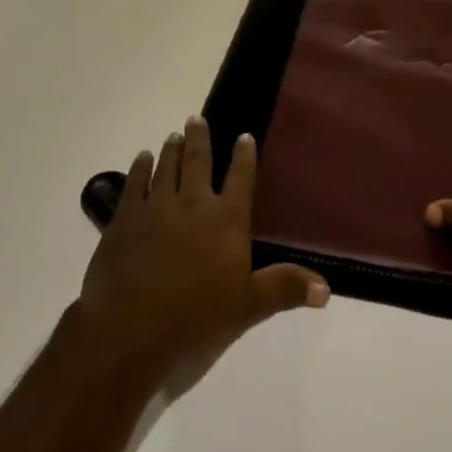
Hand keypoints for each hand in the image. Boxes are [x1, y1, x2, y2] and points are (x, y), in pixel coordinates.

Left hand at [76, 115, 327, 393]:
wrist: (130, 332)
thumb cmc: (195, 322)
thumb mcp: (247, 309)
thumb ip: (284, 289)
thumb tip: (327, 288)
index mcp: (226, 220)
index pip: (240, 178)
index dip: (243, 156)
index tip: (244, 136)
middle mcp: (193, 203)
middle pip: (197, 162)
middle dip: (199, 139)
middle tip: (196, 119)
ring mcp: (156, 208)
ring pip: (166, 167)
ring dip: (170, 149)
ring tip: (173, 135)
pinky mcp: (124, 220)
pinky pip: (134, 184)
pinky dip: (139, 169)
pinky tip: (141, 159)